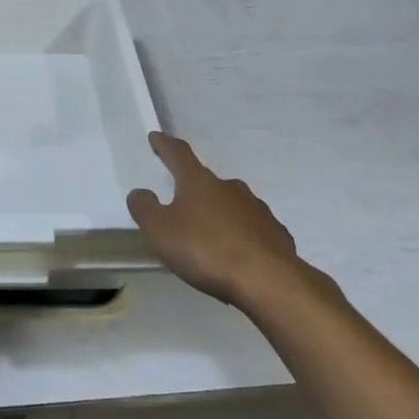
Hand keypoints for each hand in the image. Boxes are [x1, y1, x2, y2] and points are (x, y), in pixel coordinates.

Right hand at [127, 132, 305, 306]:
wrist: (269, 281)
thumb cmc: (206, 250)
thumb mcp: (161, 231)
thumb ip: (145, 209)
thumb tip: (141, 193)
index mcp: (199, 182)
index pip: (179, 154)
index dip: (165, 145)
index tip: (156, 137)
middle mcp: (230, 188)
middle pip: (208, 181)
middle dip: (194, 189)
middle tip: (183, 203)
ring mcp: (257, 210)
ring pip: (233, 205)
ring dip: (220, 214)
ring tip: (210, 235)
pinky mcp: (277, 235)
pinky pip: (253, 230)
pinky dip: (242, 236)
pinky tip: (239, 255)